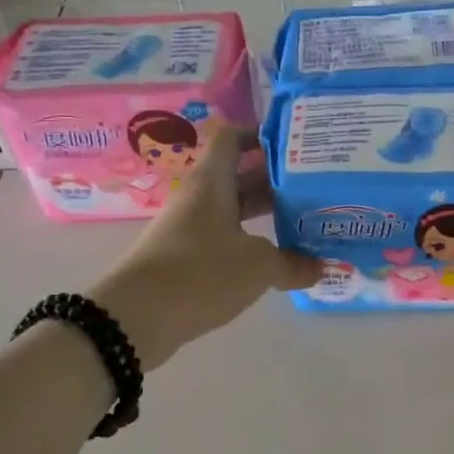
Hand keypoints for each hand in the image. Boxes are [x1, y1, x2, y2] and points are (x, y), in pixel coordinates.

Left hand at [91, 125, 319, 367]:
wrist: (134, 318)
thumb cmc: (200, 273)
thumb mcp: (258, 266)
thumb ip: (292, 264)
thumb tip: (320, 267)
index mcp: (212, 183)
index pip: (233, 139)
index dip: (261, 135)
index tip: (295, 146)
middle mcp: (200, 199)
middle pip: (240, 177)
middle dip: (276, 181)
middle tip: (315, 188)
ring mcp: (190, 230)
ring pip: (234, 212)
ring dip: (266, 215)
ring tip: (305, 222)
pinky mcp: (186, 260)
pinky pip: (225, 241)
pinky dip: (251, 245)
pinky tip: (278, 260)